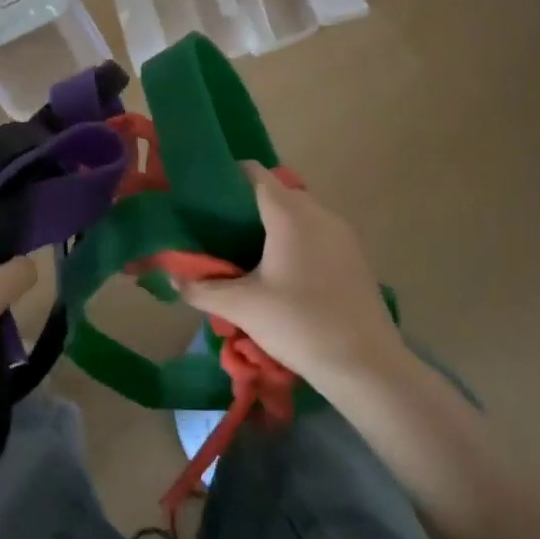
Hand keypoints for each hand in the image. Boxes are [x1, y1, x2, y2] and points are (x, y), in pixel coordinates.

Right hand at [180, 163, 405, 390]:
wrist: (366, 365)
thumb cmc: (299, 324)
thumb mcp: (242, 307)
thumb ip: (202, 289)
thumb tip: (173, 278)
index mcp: (290, 214)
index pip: (255, 173)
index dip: (227, 177)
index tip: (204, 197)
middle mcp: (319, 214)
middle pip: (276, 193)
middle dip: (246, 206)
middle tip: (218, 231)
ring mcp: (342, 235)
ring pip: (298, 215)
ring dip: (272, 226)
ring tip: (245, 253)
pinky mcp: (354, 257)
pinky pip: (316, 234)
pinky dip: (294, 241)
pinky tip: (280, 273)